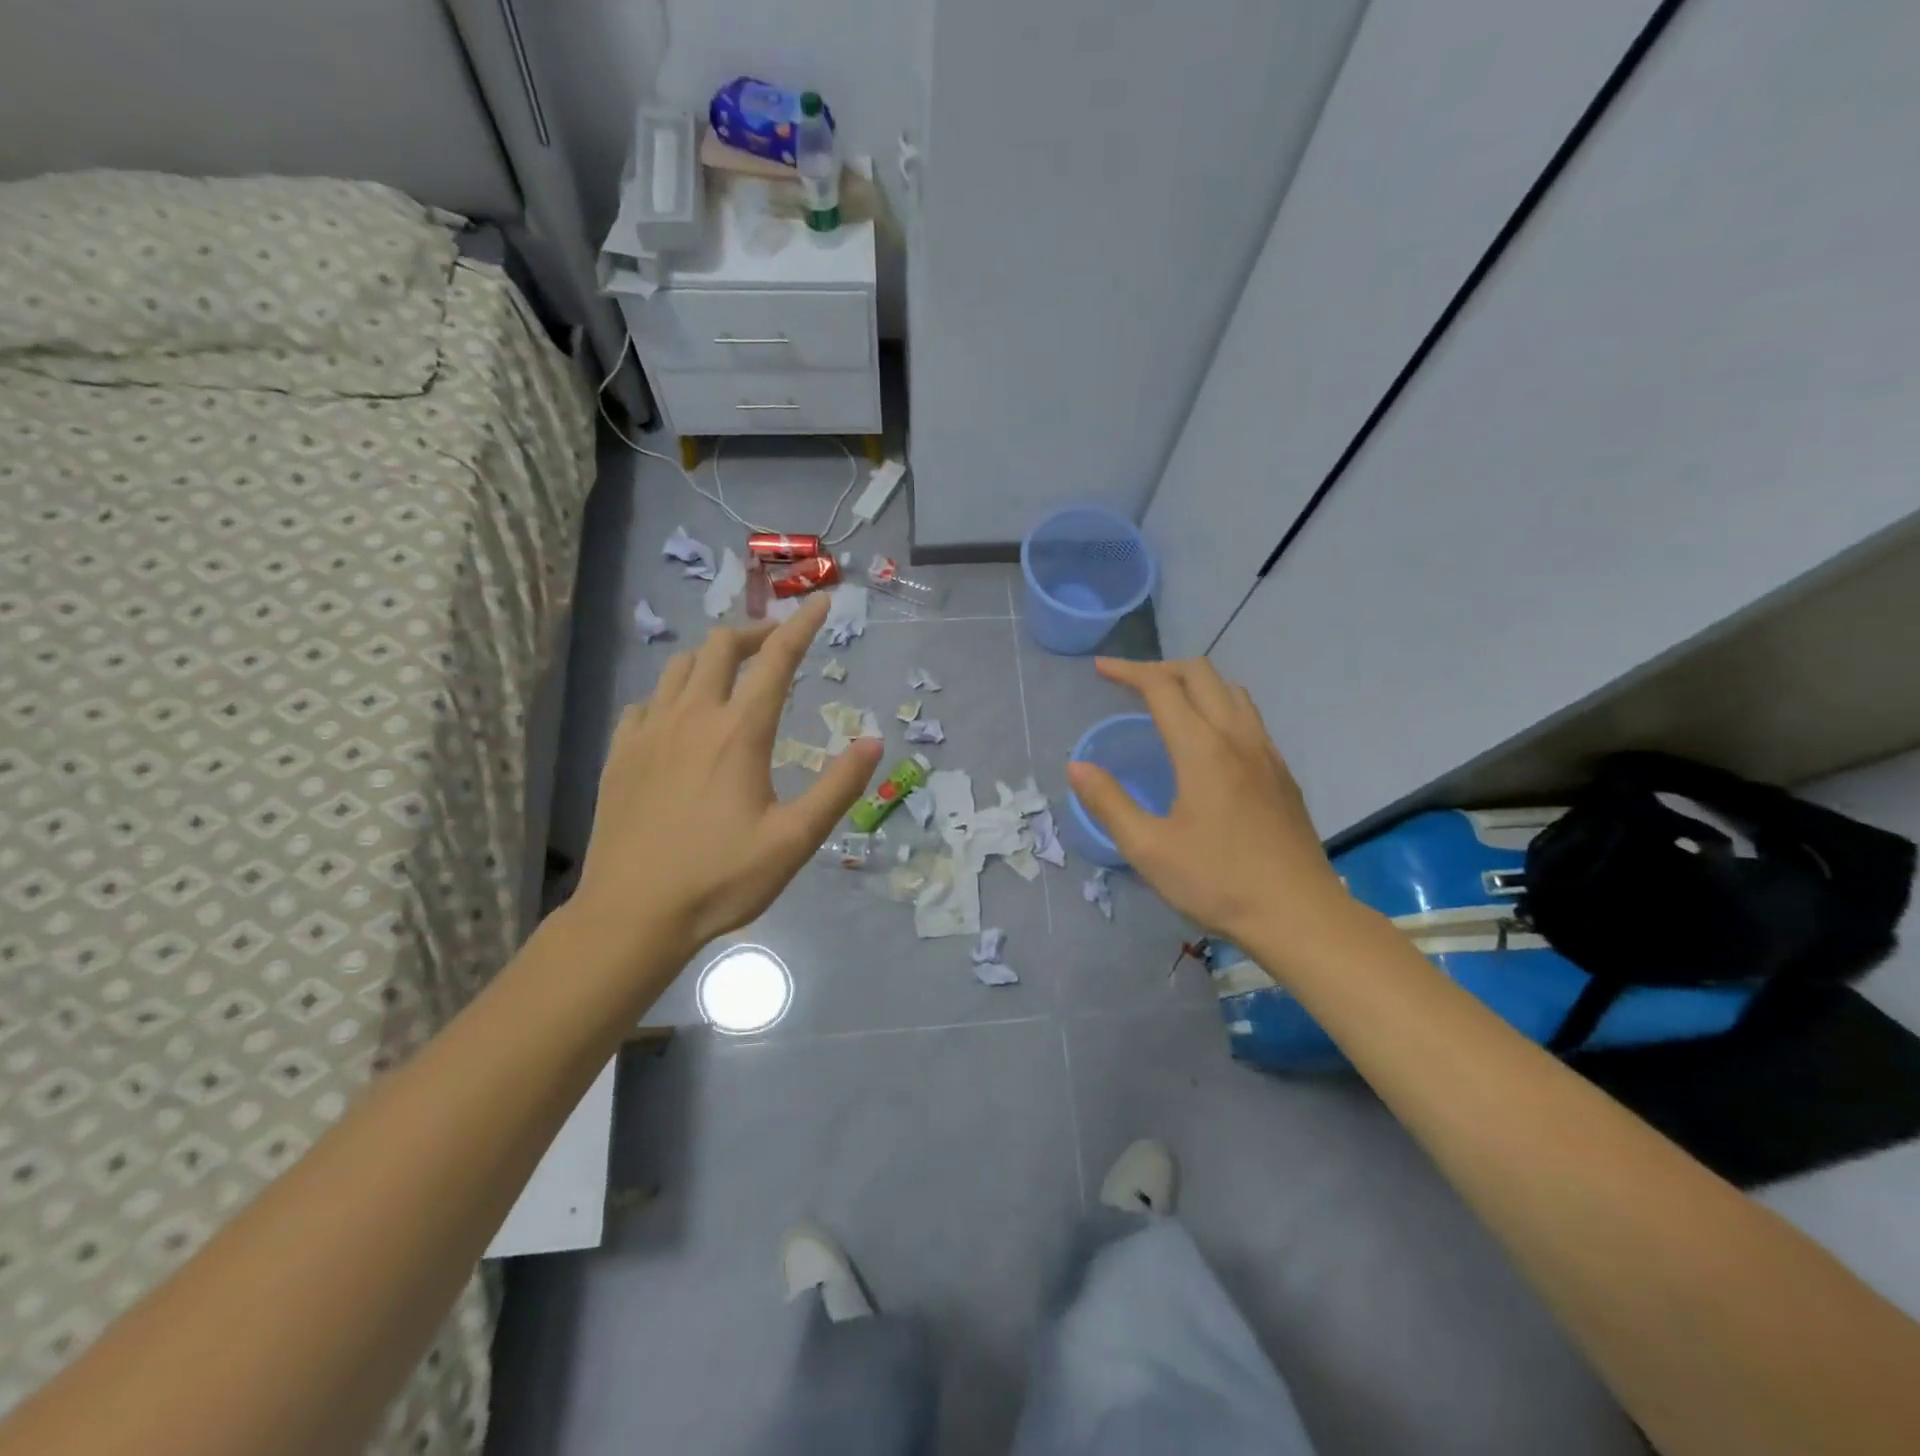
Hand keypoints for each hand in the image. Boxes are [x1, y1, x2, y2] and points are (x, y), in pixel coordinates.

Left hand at [570, 594, 882, 968]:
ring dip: (711, 658)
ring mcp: (649, 732)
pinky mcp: (621, 754)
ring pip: (678, 667)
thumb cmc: (721, 878)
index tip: (822, 602)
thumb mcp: (796, 839)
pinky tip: (680, 718)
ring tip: (732, 675)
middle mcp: (692, 717)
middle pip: (720, 647)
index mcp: (740, 733)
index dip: (803, 625)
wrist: (633, 914)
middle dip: (753, 633)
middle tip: (776, 644)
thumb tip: (874, 742)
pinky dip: (671, 694)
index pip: (777, 659)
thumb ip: (838, 787)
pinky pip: (646, 702)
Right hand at [1066, 657, 1349, 946]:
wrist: (1299, 915)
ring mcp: (1267, 753)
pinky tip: (1208, 743)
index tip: (1100, 670)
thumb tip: (1077, 766)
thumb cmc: (1217, 882)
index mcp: (1202, 749)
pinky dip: (1219, 707)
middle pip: (1201, 674)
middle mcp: (1238, 737)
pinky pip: (1249, 718)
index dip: (1127, 671)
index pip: (1162, 687)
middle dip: (1161, 669)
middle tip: (1129, 685)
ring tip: (1167, 705)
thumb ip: (1109, 802)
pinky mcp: (1283, 773)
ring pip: (1231, 692)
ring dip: (1195, 684)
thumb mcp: (1149, 849)